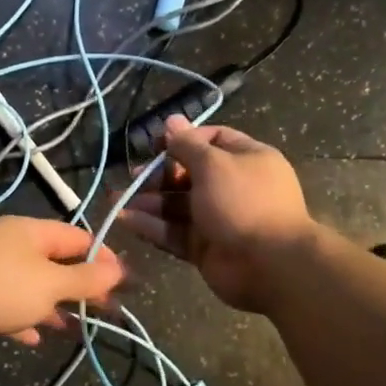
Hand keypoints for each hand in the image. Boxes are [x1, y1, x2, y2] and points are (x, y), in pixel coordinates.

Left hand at [0, 215, 125, 352]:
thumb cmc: (1, 285)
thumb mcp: (51, 282)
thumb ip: (84, 279)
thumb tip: (118, 270)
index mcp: (32, 233)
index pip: (77, 237)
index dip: (101, 258)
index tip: (120, 282)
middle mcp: (11, 246)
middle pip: (53, 263)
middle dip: (77, 286)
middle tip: (100, 309)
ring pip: (29, 287)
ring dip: (51, 306)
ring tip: (71, 327)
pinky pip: (6, 307)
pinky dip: (22, 320)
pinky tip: (33, 338)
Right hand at [117, 116, 316, 311]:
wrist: (268, 264)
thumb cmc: (243, 203)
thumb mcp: (214, 165)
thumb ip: (187, 145)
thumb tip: (171, 120)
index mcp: (246, 160)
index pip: (213, 140)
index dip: (184, 140)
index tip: (156, 145)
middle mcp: (232, 187)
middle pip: (189, 174)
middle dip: (159, 174)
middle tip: (134, 177)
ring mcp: (218, 219)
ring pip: (177, 205)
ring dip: (148, 201)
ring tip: (117, 200)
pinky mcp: (204, 247)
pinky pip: (174, 232)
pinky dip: (151, 226)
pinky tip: (126, 219)